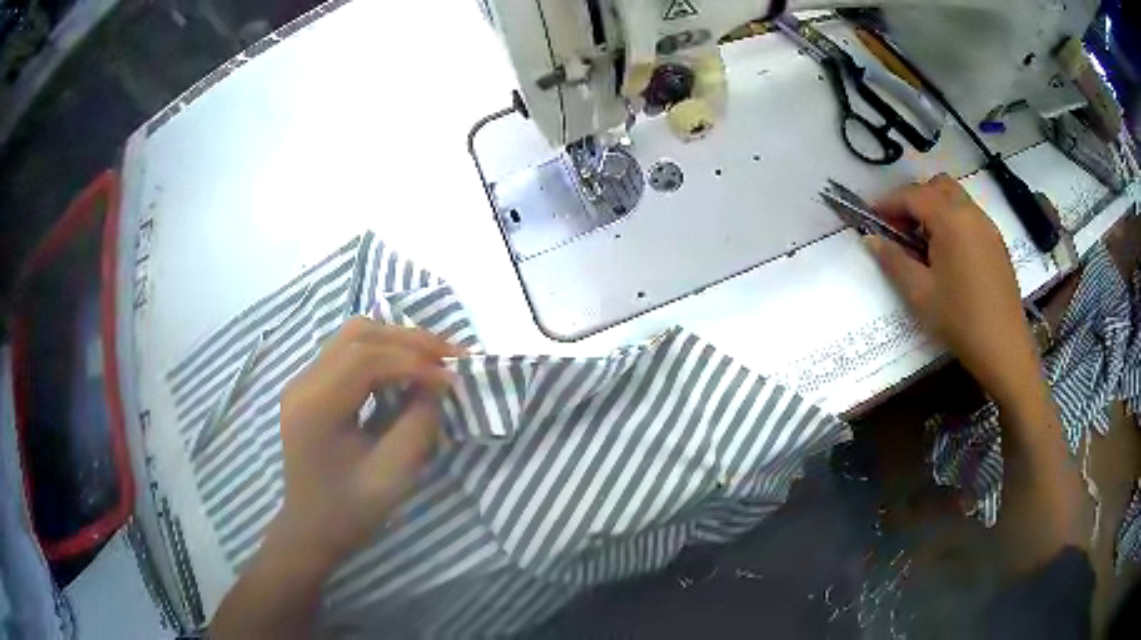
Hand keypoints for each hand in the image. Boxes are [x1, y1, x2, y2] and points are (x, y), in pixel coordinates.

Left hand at [269, 318, 458, 569]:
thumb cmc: (350, 511)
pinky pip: (347, 351)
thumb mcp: (392, 476)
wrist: (311, 530)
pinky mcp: (309, 386)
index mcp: (315, 408)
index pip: (365, 359)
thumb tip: (436, 385)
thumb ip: (417, 425)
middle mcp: (303, 383)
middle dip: (409, 340)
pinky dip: (381, 351)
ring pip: (352, 336)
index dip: (413, 361)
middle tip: (451, 356)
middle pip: (358, 335)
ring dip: (396, 340)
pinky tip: (406, 367)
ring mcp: (302, 381)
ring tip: (433, 358)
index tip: (451, 379)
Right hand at [865, 174, 1044, 410]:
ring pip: (956, 199)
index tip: (870, 215)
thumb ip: (893, 261)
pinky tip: (949, 255)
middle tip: (901, 228)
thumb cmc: (960, 321)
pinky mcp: (998, 244)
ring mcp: (988, 227)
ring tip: (924, 242)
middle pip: (937, 186)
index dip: (888, 202)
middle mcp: (971, 213)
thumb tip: (871, 239)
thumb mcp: (920, 294)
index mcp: (950, 220)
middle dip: (915, 199)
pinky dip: (953, 221)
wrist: (1004, 349)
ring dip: (935, 209)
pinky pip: (970, 217)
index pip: (913, 195)